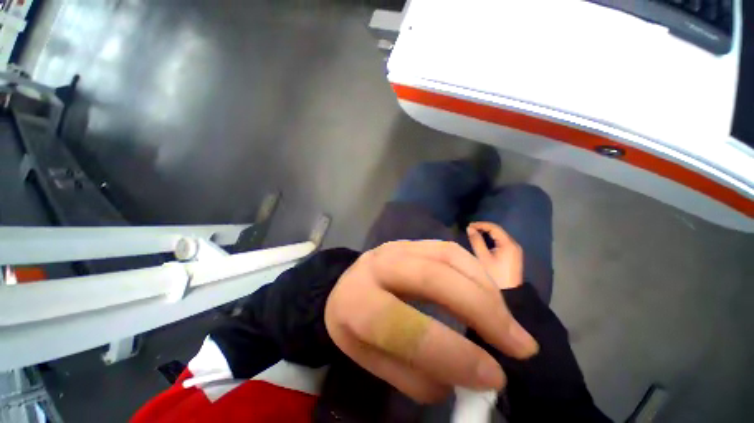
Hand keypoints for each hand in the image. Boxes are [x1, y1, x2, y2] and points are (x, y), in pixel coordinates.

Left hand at [324, 240, 537, 403]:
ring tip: (507, 320)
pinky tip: (489, 292)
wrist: (347, 287)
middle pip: (431, 278)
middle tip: (520, 344)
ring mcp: (396, 248)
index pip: (401, 325)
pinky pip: (449, 249)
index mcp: (356, 302)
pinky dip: (476, 271)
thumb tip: (467, 375)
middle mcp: (377, 266)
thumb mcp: (372, 360)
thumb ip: (415, 374)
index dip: (450, 353)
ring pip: (447, 257)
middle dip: (481, 309)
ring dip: (485, 288)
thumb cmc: (355, 327)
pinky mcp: (411, 242)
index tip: (494, 376)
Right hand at [467, 222, 523, 289]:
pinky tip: (483, 241)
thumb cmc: (494, 275)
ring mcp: (515, 250)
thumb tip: (470, 228)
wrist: (509, 294)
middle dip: (483, 228)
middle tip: (470, 229)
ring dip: (487, 233)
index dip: (481, 224)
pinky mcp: (513, 255)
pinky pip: (502, 242)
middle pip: (498, 231)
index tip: (468, 226)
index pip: (494, 227)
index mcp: (508, 244)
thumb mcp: (483, 257)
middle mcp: (514, 244)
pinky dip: (492, 239)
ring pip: (500, 236)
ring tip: (474, 234)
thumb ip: (476, 241)